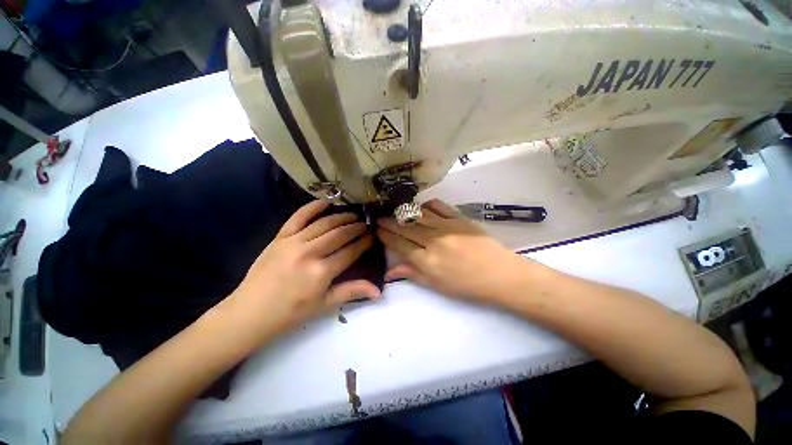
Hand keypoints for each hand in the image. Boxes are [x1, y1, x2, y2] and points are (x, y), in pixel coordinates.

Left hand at [227, 200, 379, 339]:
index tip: (372, 236)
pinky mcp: (280, 237)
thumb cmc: (291, 312)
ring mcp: (293, 242)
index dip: (364, 242)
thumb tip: (378, 290)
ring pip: (324, 223)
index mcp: (321, 272)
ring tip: (353, 215)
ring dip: (342, 217)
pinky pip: (298, 217)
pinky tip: (326, 202)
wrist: (250, 312)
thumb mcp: (325, 304)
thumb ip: (352, 291)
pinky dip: (313, 207)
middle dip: (356, 227)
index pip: (350, 251)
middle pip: (340, 234)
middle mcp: (310, 252)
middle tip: (366, 224)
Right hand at [377, 199, 529, 302]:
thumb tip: (389, 272)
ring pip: (418, 215)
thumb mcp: (437, 286)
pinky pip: (438, 206)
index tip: (377, 230)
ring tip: (394, 211)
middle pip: (405, 228)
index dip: (386, 236)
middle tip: (379, 217)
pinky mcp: (459, 218)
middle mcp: (433, 241)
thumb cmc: (467, 286)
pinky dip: (426, 204)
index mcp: (427, 261)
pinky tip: (421, 207)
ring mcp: (446, 227)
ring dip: (403, 212)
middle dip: (388, 222)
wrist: (500, 275)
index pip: (399, 244)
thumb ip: (412, 274)